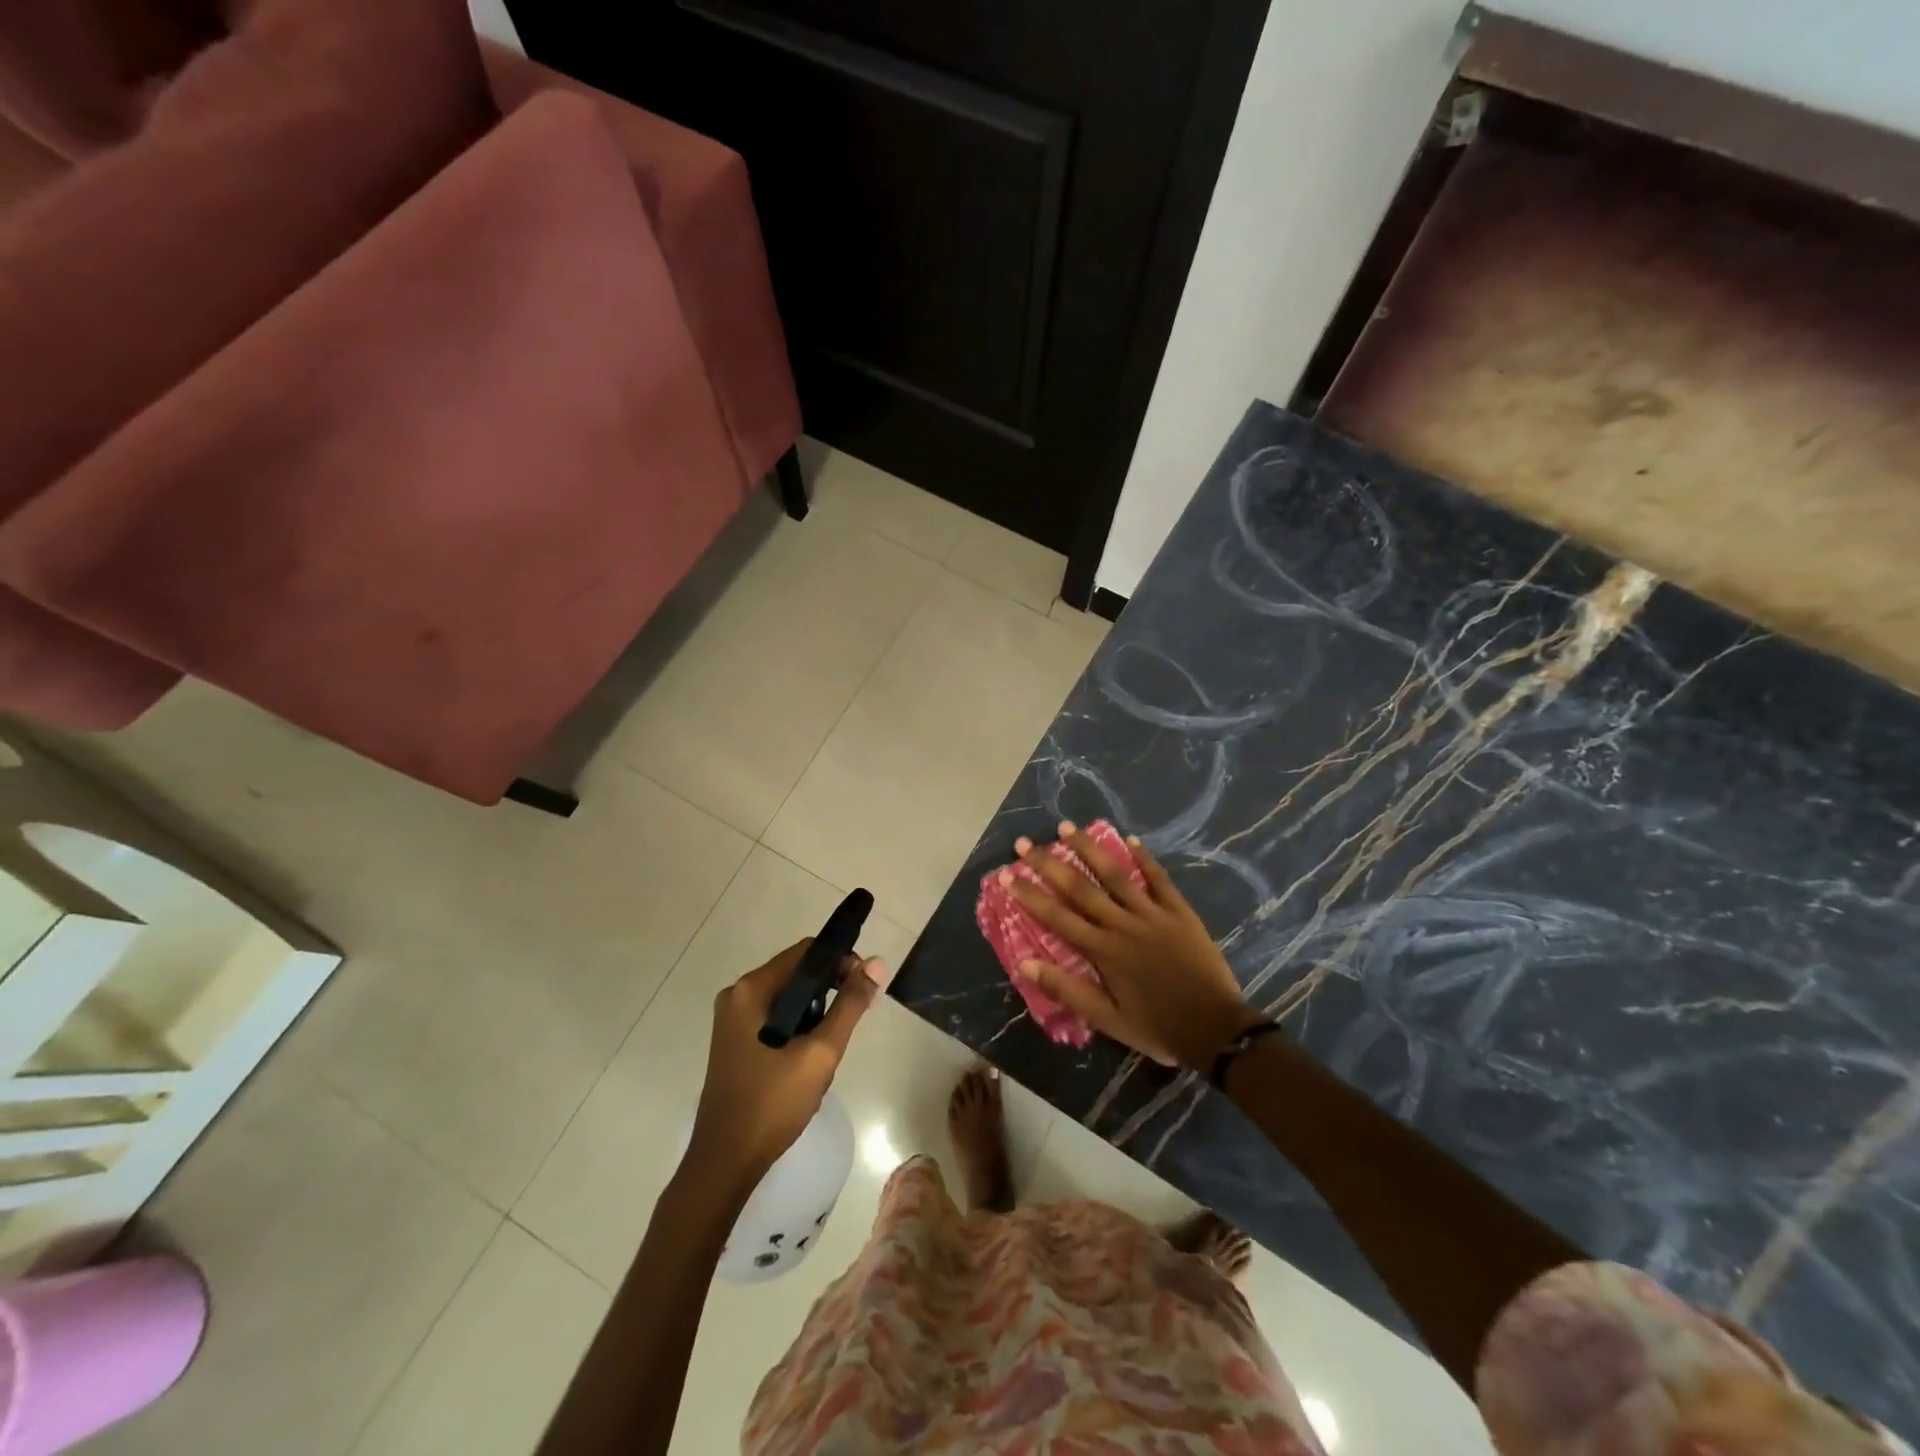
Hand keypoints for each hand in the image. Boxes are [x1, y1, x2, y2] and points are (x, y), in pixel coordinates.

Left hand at [686, 939, 886, 1190]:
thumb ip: (850, 1005)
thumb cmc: (772, 1104)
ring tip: (830, 1047)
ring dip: (816, 1013)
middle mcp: (737, 996)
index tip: (864, 987)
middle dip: (830, 991)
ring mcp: (733, 1020)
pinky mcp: (736, 1042)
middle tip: (854, 1020)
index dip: (841, 961)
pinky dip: (799, 1027)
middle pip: (797, 973)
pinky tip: (810, 1058)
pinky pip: (776, 1017)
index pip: (806, 952)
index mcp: (750, 990)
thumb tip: (877, 963)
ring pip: (789, 998)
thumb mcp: (820, 1053)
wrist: (725, 1164)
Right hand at [1006, 823, 1262, 1071]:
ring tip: (1068, 827)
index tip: (1007, 874)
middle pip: (1080, 887)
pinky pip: (1158, 879)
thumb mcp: (1108, 1020)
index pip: (1057, 916)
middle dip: (1049, 864)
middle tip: (1025, 843)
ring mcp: (1153, 914)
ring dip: (1090, 849)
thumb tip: (1026, 964)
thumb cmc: (1158, 1028)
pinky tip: (1130, 839)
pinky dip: (1144, 858)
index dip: (1030, 894)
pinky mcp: (1180, 912)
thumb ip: (1068, 990)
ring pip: (1116, 874)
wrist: (1217, 1030)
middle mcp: (1123, 924)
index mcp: (1103, 951)